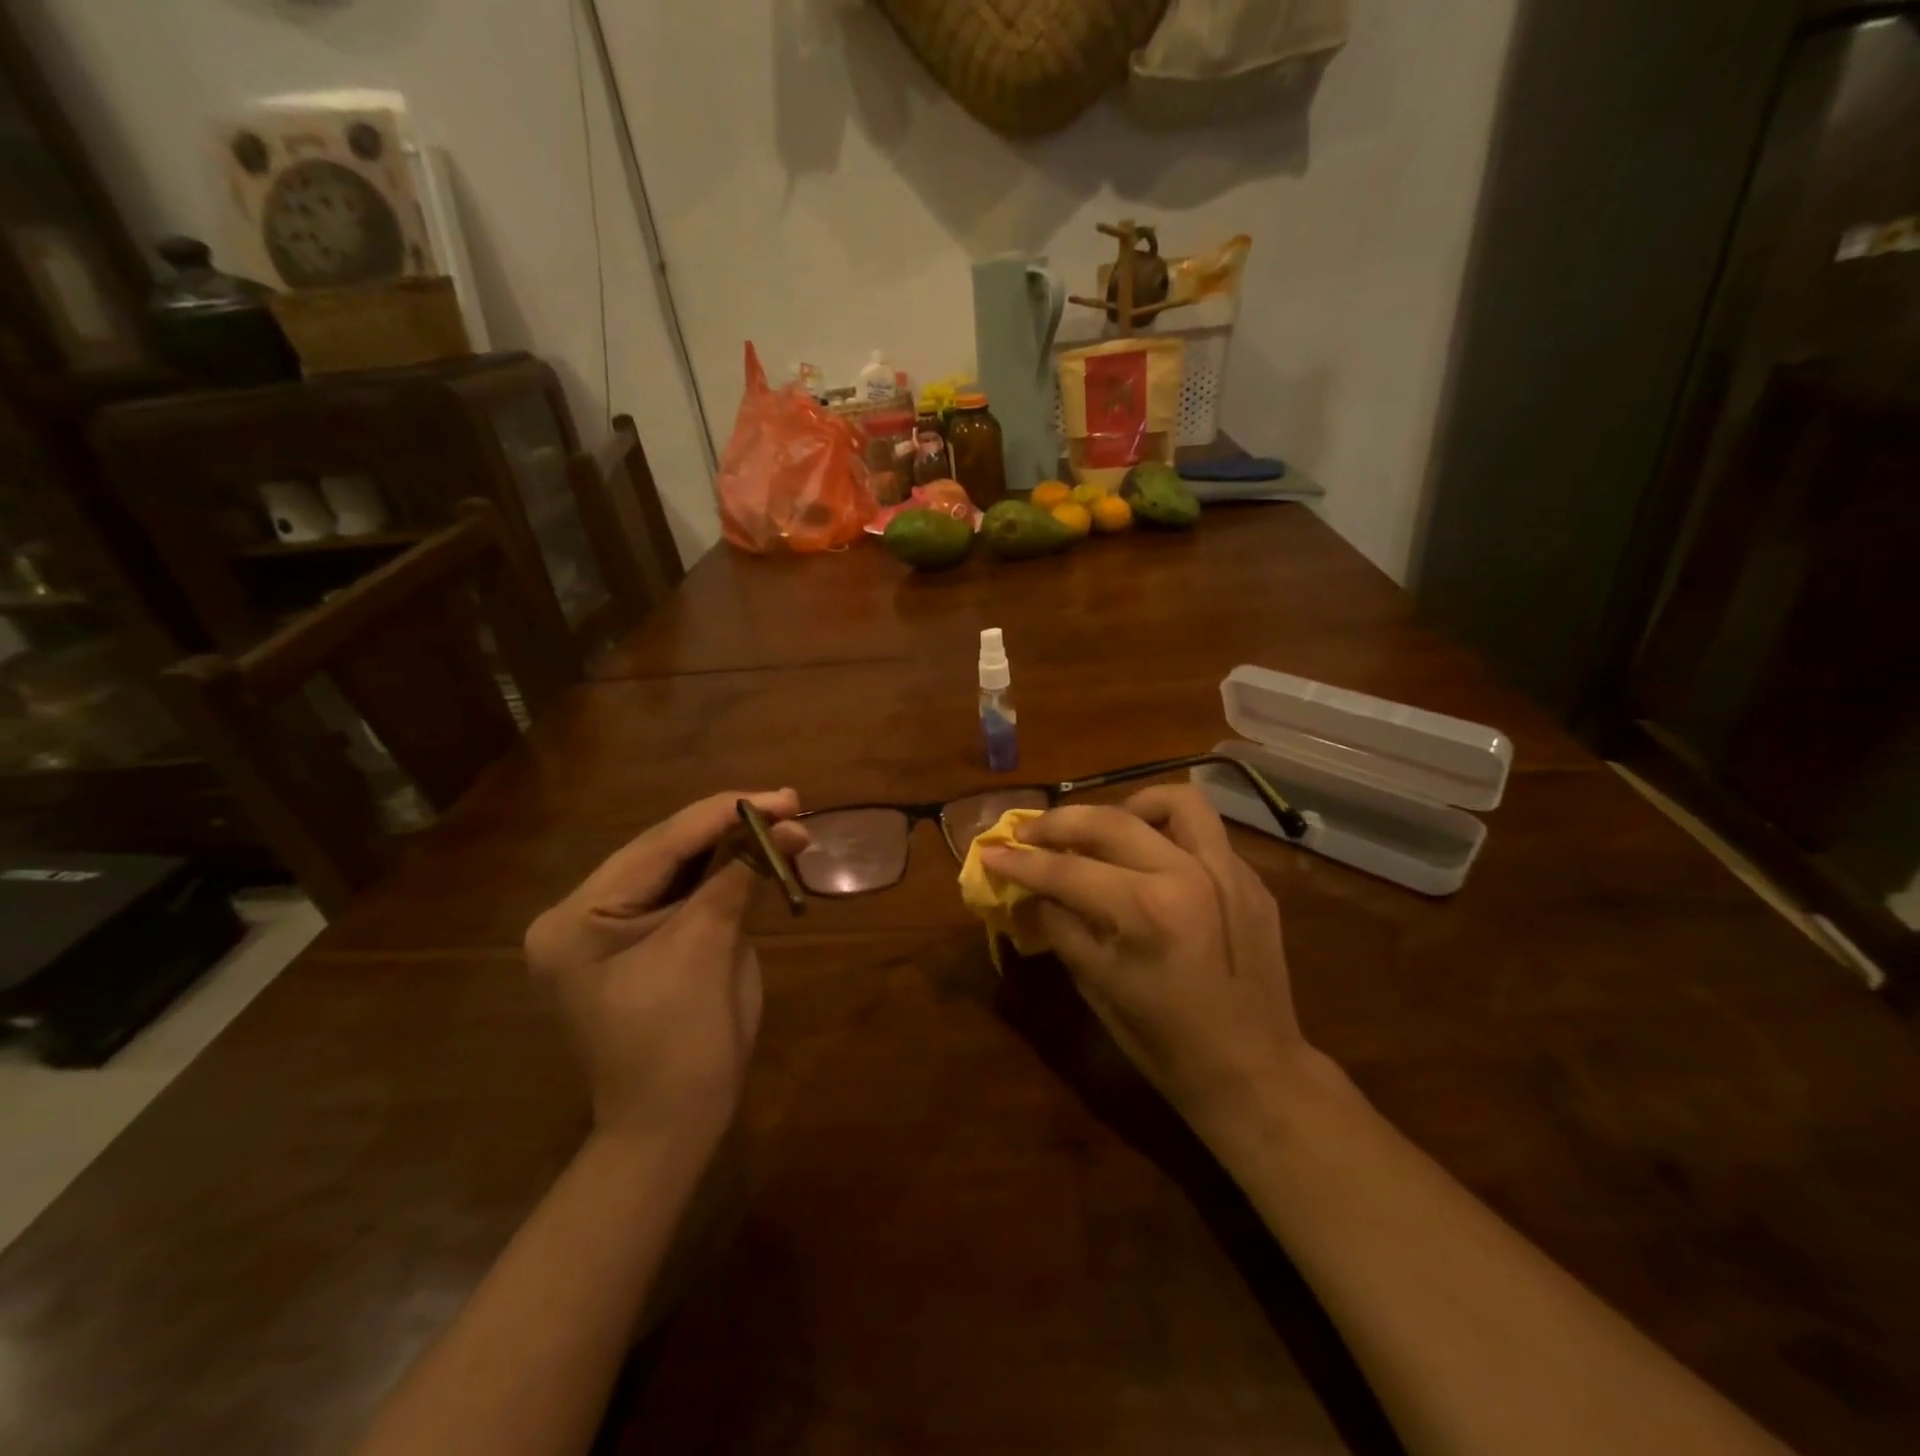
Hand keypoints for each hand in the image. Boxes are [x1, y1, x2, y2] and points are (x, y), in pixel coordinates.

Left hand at [525, 790, 804, 1147]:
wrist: (671, 1128)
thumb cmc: (680, 1047)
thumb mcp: (706, 952)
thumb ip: (737, 880)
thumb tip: (786, 828)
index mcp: (577, 919)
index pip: (657, 847)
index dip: (722, 815)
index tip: (780, 797)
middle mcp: (582, 914)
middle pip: (665, 851)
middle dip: (730, 826)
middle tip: (789, 803)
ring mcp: (609, 928)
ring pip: (678, 868)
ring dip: (733, 845)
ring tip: (784, 820)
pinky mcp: (640, 941)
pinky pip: (685, 894)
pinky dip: (726, 873)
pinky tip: (759, 851)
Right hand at [980, 784, 1314, 1144]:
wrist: (1254, 1072)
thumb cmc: (1165, 1042)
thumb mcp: (1097, 986)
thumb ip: (1060, 926)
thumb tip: (1028, 891)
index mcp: (1147, 910)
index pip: (1067, 870)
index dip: (1021, 862)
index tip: (990, 852)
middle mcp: (1189, 874)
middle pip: (1111, 821)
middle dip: (1059, 822)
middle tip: (1030, 833)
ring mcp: (1229, 871)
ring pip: (1174, 801)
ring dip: (1128, 807)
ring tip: (1104, 830)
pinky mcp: (1251, 879)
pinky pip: (1204, 834)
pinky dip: (1168, 834)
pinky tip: (1151, 861)